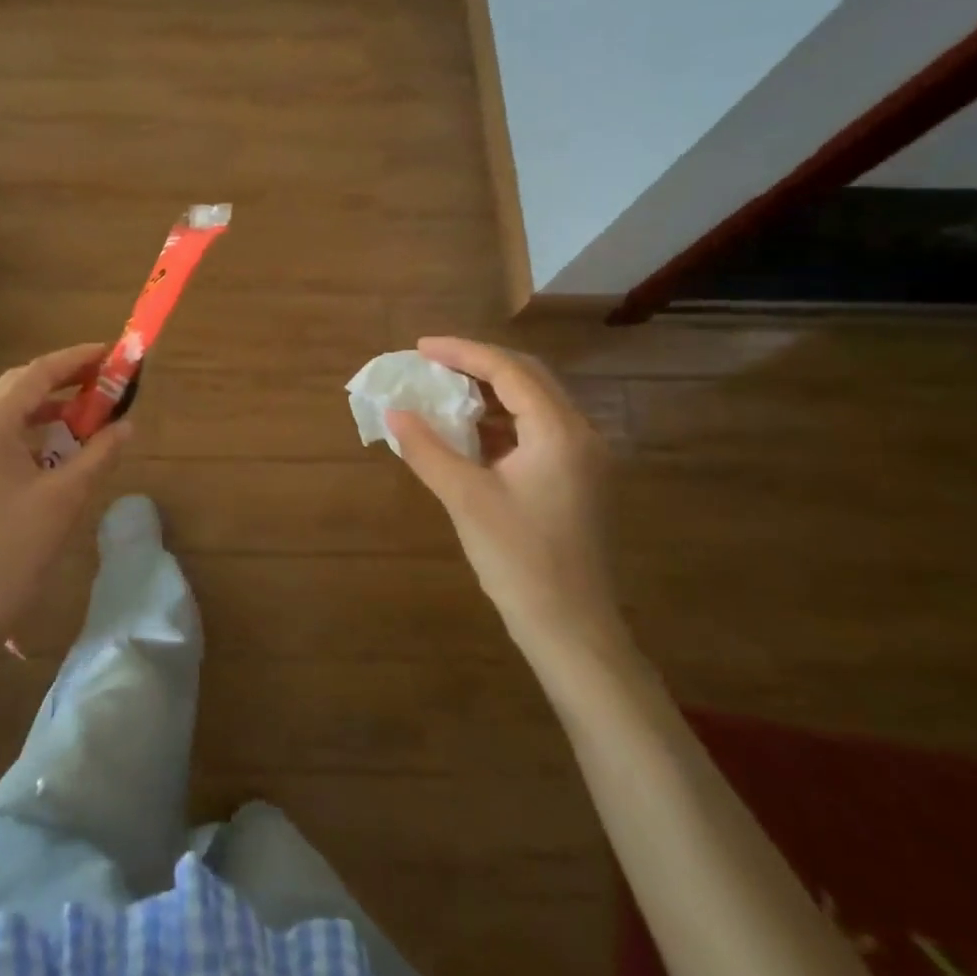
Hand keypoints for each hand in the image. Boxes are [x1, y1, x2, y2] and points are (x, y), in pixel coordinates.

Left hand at [0, 343, 132, 654]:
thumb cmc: (13, 552)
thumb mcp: (65, 499)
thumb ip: (99, 454)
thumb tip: (126, 426)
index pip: (35, 375)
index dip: (75, 360)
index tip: (110, 353)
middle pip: (16, 387)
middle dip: (62, 378)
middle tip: (103, 378)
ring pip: (5, 411)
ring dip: (46, 405)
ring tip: (86, 408)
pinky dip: (29, 430)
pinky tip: (55, 444)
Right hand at [388, 337, 625, 663]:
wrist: (571, 627)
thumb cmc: (519, 559)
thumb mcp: (465, 499)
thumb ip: (428, 449)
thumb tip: (393, 412)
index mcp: (559, 431)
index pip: (509, 370)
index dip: (463, 352)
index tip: (421, 347)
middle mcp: (580, 434)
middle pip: (528, 377)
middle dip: (478, 363)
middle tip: (433, 363)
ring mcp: (583, 458)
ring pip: (535, 403)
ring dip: (491, 392)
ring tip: (446, 391)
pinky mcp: (576, 479)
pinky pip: (537, 430)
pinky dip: (502, 421)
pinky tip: (471, 433)